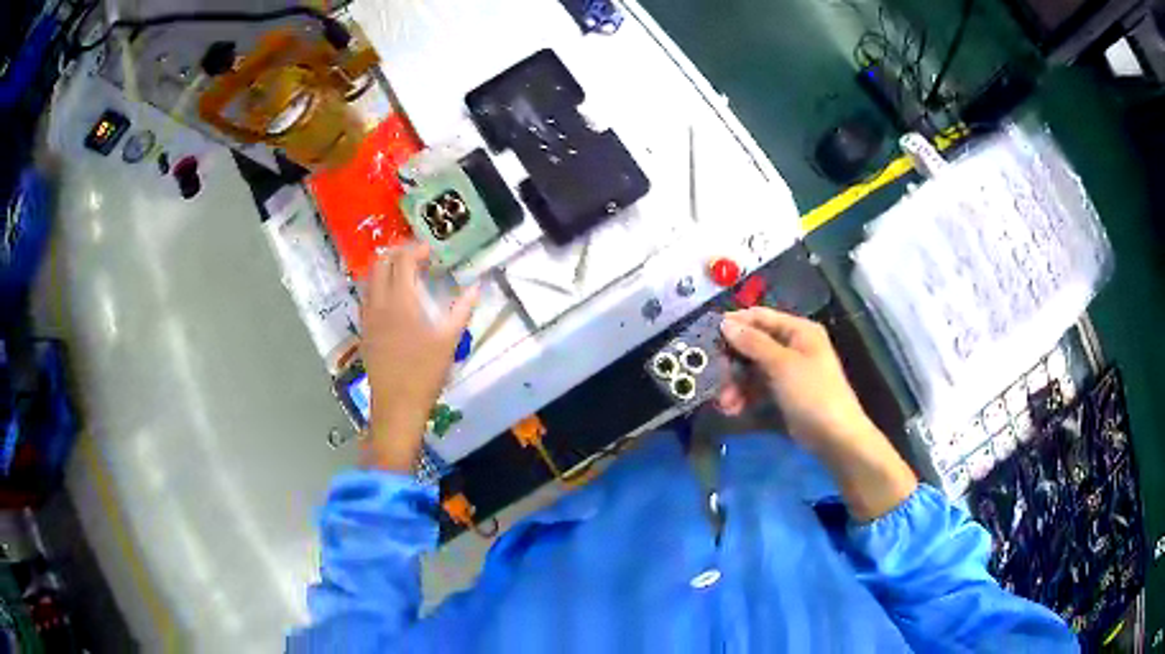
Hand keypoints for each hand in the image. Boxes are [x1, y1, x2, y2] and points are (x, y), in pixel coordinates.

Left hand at [359, 245, 477, 471]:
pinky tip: (392, 298)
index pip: (403, 261)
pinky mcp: (364, 330)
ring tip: (404, 273)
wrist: (397, 405)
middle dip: (398, 253)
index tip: (431, 252)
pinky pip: (366, 296)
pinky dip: (378, 285)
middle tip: (417, 258)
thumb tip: (476, 287)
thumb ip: (461, 309)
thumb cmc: (425, 373)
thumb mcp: (448, 340)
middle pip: (381, 263)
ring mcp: (367, 317)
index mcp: (401, 302)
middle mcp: (379, 303)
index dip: (416, 250)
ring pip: (369, 278)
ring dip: (385, 267)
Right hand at [717, 308, 873, 451]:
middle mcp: (793, 346)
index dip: (735, 323)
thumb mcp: (782, 365)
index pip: (761, 317)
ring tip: (725, 404)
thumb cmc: (813, 393)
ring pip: (752, 369)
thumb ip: (753, 343)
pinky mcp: (784, 394)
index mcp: (799, 331)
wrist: (835, 437)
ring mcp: (788, 371)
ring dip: (736, 385)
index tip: (708, 335)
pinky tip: (734, 410)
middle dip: (733, 363)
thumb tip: (726, 322)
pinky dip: (745, 396)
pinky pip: (758, 388)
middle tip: (716, 379)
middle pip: (753, 345)